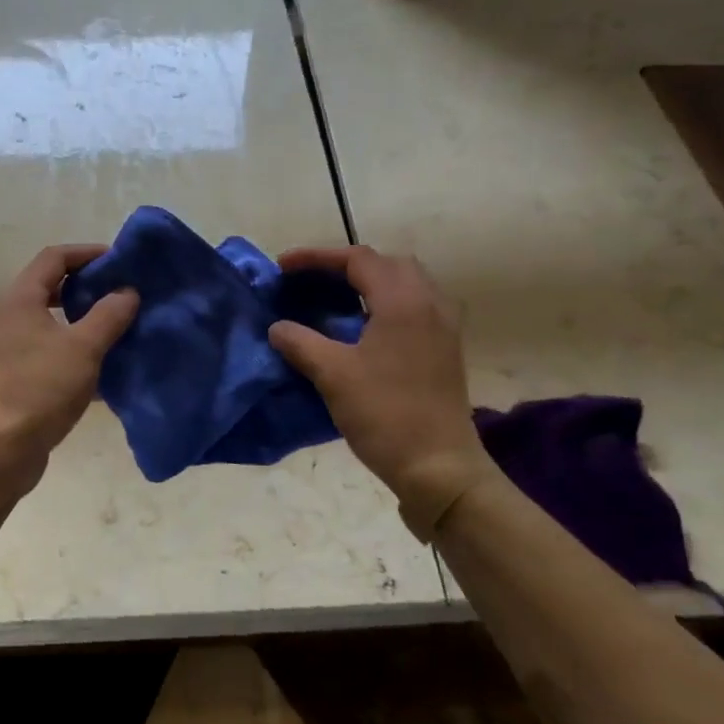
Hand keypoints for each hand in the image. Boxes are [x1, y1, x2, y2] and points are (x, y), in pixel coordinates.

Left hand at [0, 245, 137, 481]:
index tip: (119, 262)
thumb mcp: (84, 348)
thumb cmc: (42, 389)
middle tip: (120, 294)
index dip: (87, 253)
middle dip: (86, 288)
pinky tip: (102, 368)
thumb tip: (127, 292)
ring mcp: (9, 350)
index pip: (53, 257)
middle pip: (49, 288)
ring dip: (82, 321)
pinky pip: (49, 353)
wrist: (2, 449)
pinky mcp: (15, 378)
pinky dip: (74, 352)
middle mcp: (9, 318)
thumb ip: (109, 315)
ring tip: (116, 328)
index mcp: (20, 300)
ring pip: (51, 323)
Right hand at [268, 246, 498, 539]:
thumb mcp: (332, 375)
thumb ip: (301, 343)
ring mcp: (443, 327)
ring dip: (370, 282)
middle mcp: (429, 303)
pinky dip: (387, 303)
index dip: (316, 257)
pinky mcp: (445, 349)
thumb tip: (277, 328)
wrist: (438, 466)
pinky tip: (365, 328)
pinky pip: (416, 306)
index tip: (283, 267)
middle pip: (387, 264)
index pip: (358, 259)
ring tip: (337, 299)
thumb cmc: (384, 414)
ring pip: (407, 283)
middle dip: (347, 264)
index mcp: (402, 301)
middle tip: (312, 280)